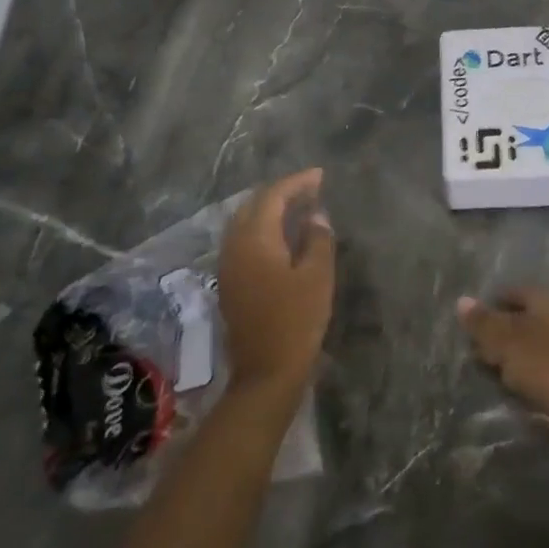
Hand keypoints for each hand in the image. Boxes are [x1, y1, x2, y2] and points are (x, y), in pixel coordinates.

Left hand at [217, 168, 334, 398]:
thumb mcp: (317, 276)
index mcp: (255, 239)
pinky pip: (243, 240)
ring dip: (269, 210)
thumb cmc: (297, 320)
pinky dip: (262, 228)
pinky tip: (281, 236)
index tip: (320, 175)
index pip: (273, 196)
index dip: (297, 182)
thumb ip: (317, 238)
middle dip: (281, 192)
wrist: (266, 372)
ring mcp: (228, 265)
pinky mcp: (230, 283)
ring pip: (245, 223)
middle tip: (309, 188)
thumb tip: (315, 214)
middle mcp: (235, 246)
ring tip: (297, 207)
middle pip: (253, 205)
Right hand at [456, 288, 548, 460]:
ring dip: (521, 354)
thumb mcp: (506, 342)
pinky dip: (536, 373)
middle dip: (507, 330)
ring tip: (497, 371)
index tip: (475, 319)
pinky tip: (522, 388)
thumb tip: (462, 300)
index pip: (519, 292)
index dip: (496, 302)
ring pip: (542, 344)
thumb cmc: (546, 366)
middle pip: (532, 318)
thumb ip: (484, 322)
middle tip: (482, 347)